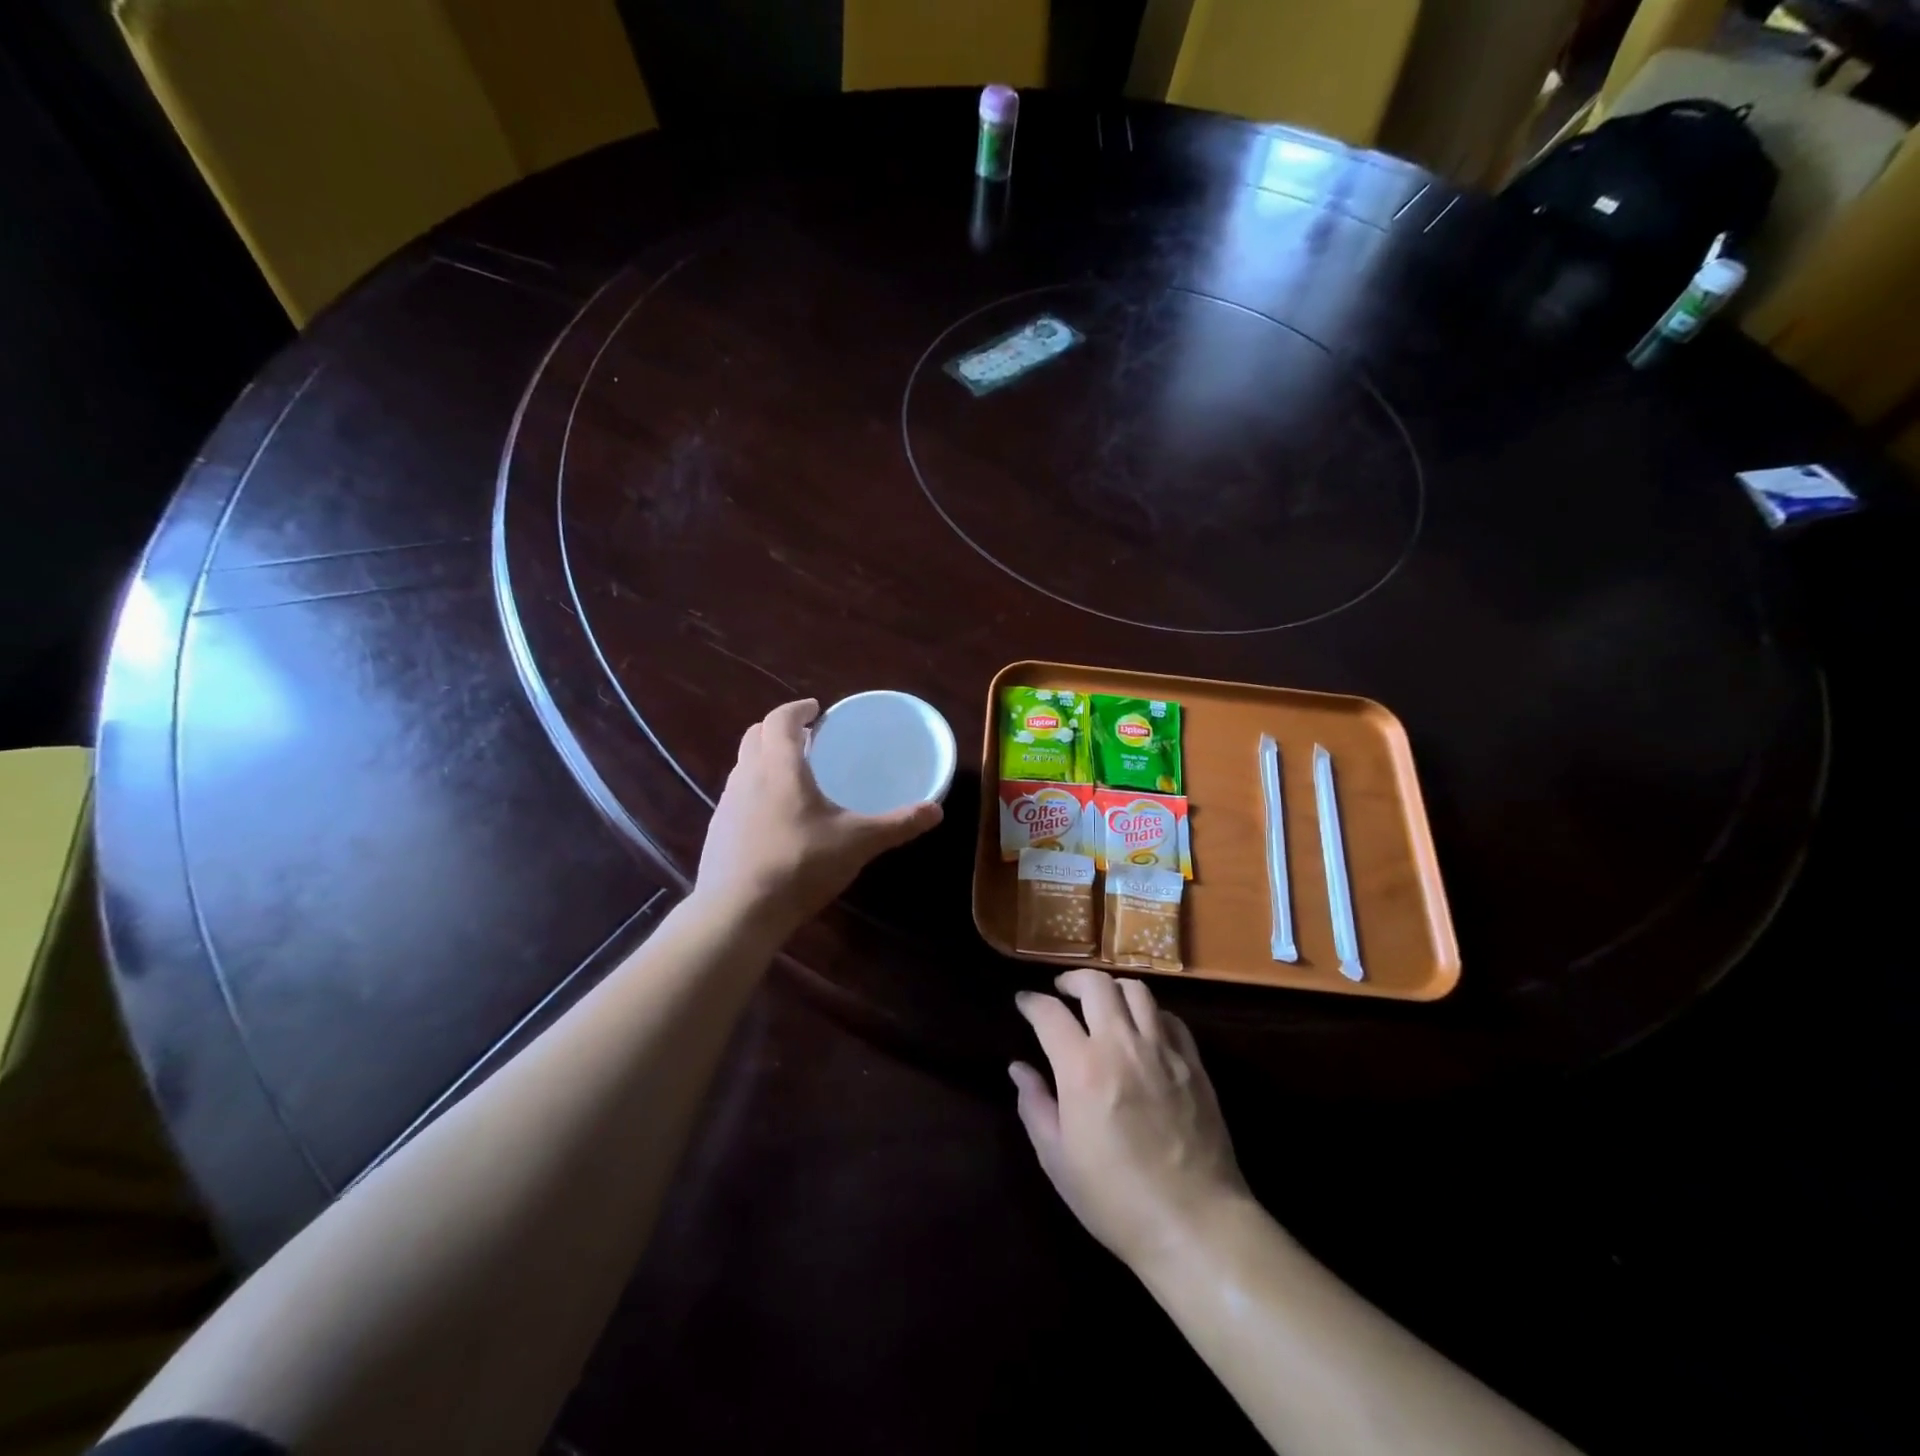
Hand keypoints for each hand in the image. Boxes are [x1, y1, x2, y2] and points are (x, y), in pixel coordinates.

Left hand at [694, 699, 942, 938]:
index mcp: (779, 767)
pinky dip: (755, 789)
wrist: (738, 912)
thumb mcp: (857, 843)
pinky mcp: (718, 830)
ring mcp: (727, 804)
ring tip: (793, 775)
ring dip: (764, 758)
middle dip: (780, 729)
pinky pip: (737, 794)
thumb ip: (897, 824)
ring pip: (743, 764)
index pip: (780, 719)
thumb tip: (936, 810)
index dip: (797, 709)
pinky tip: (775, 816)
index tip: (816, 710)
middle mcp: (747, 776)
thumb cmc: (800, 864)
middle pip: (755, 735)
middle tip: (807, 738)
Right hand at [1012, 969, 1249, 1271]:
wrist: (1195, 1225)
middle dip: (1072, 979)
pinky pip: (1170, 1018)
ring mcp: (1163, 1051)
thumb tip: (1019, 1068)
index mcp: (1083, 1069)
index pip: (1050, 1013)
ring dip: (1112, 988)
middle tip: (1062, 991)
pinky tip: (1143, 1029)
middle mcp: (1122, 1045)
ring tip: (1102, 1002)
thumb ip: (1034, 1106)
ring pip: (1137, 990)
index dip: (1031, 1002)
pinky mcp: (1193, 1063)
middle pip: (1096, 984)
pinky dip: (1150, 1013)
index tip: (1024, 1002)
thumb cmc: (1116, 1200)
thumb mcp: (1058, 1160)